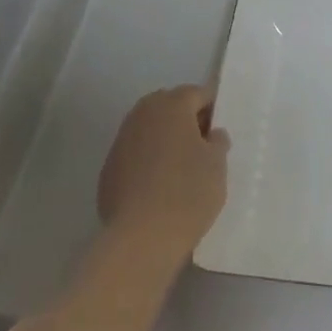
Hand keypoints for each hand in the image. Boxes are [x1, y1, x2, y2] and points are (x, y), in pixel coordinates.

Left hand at [98, 86, 229, 264]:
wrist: (140, 237)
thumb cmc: (188, 192)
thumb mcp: (217, 165)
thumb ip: (217, 142)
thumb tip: (211, 134)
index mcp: (171, 105)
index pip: (197, 93)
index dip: (213, 107)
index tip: (222, 128)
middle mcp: (142, 114)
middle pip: (170, 106)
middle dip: (187, 119)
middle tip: (205, 145)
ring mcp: (121, 140)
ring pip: (150, 129)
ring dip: (166, 139)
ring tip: (183, 166)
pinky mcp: (109, 168)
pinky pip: (136, 153)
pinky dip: (149, 160)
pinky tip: (160, 185)